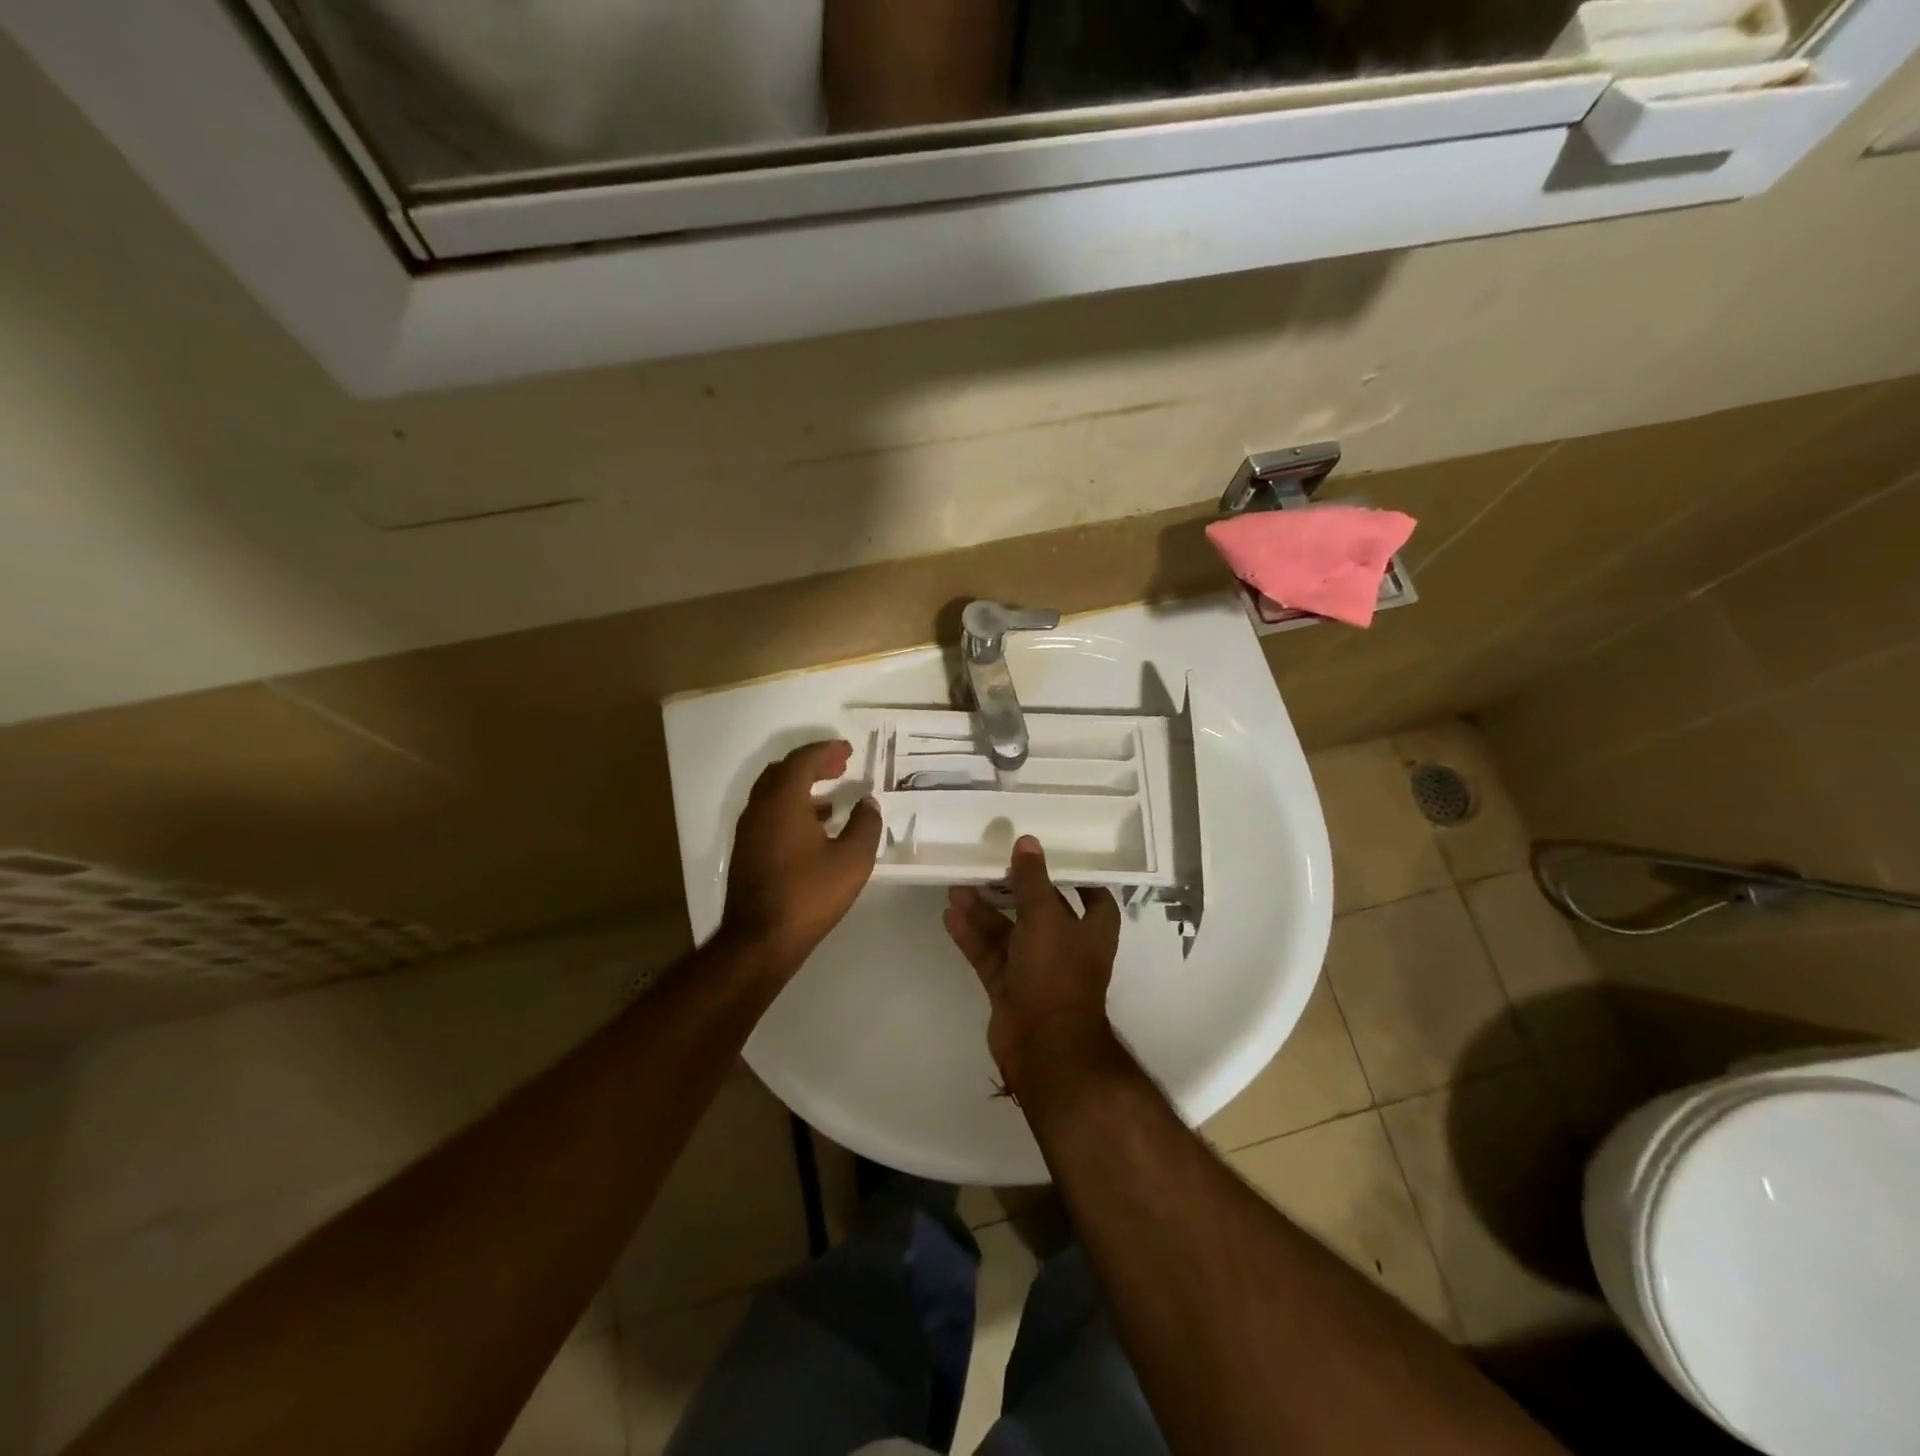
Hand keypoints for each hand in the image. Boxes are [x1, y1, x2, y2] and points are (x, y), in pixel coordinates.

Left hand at [722, 740, 882, 978]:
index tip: (848, 750)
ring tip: (831, 794)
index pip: (802, 760)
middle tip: (839, 766)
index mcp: (783, 801)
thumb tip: (868, 803)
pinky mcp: (746, 850)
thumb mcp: (852, 860)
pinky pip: (769, 812)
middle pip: (783, 771)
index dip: (826, 750)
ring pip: (773, 792)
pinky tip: (813, 826)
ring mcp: (748, 830)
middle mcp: (759, 808)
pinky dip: (791, 806)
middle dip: (812, 764)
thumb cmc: (809, 894)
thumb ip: (865, 825)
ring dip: (800, 786)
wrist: (760, 939)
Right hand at [943, 836, 1122, 1101]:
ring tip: (957, 887)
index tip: (1054, 859)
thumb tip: (1027, 842)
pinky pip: (989, 955)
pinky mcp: (1009, 989)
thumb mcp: (1045, 918)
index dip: (1077, 879)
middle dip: (1014, 891)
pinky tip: (951, 915)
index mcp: (1091, 931)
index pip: (1093, 898)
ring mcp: (1036, 971)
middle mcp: (1066, 948)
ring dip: (985, 912)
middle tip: (989, 866)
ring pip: (1009, 933)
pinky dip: (972, 937)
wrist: (1043, 1046)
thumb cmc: (1056, 973)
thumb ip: (1032, 880)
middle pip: (1040, 912)